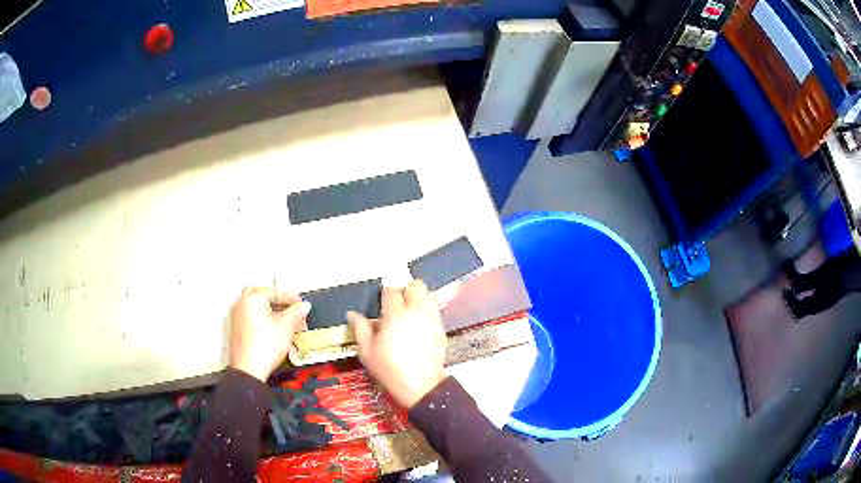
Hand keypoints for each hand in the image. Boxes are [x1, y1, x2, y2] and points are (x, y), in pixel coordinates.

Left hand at [228, 287, 311, 381]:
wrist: (250, 369)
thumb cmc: (263, 349)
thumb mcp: (286, 328)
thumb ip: (296, 313)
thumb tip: (303, 306)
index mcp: (252, 299)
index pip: (275, 292)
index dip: (291, 298)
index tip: (300, 304)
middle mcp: (241, 304)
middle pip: (263, 296)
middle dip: (278, 302)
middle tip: (290, 309)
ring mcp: (237, 317)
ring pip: (256, 307)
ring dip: (270, 310)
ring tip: (284, 321)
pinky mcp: (237, 329)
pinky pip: (251, 317)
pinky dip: (262, 319)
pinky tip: (273, 330)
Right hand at [349, 280, 446, 408]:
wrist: (421, 386)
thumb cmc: (389, 369)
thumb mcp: (367, 351)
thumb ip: (360, 328)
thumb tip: (352, 314)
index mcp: (395, 314)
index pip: (391, 291)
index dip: (385, 294)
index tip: (381, 301)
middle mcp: (416, 311)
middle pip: (416, 286)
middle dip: (406, 290)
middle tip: (398, 303)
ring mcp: (432, 319)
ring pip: (429, 295)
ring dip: (420, 298)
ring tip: (410, 311)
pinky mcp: (441, 329)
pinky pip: (435, 311)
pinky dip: (428, 312)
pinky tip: (420, 325)